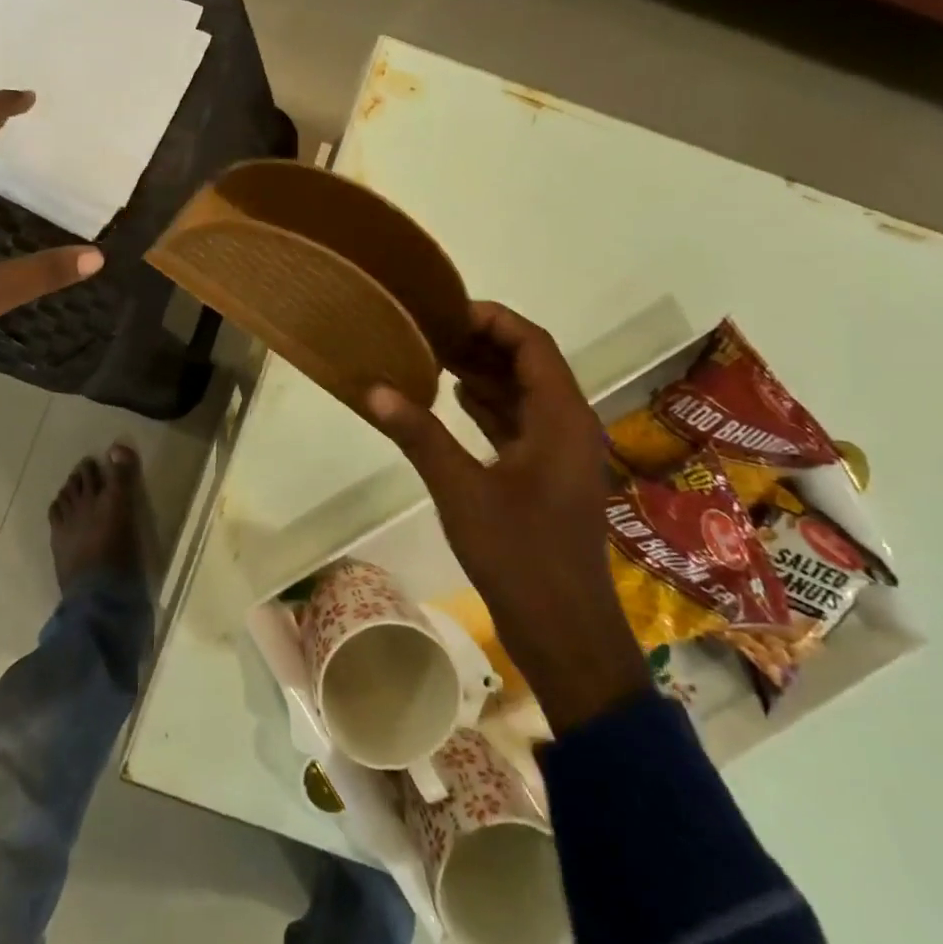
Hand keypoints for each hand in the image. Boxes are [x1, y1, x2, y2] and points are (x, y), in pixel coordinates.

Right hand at [365, 302, 649, 732]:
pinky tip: (453, 398)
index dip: (492, 319)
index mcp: (561, 418)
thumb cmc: (520, 556)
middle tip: (428, 330)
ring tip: (432, 355)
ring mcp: (559, 453)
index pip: (533, 344)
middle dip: (482, 343)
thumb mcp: (462, 491)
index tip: (444, 310)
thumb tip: (374, 389)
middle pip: (530, 364)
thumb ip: (420, 435)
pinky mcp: (546, 476)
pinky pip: (519, 424)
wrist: (565, 632)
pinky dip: (489, 406)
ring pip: (524, 394)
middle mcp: (568, 426)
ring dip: (485, 373)